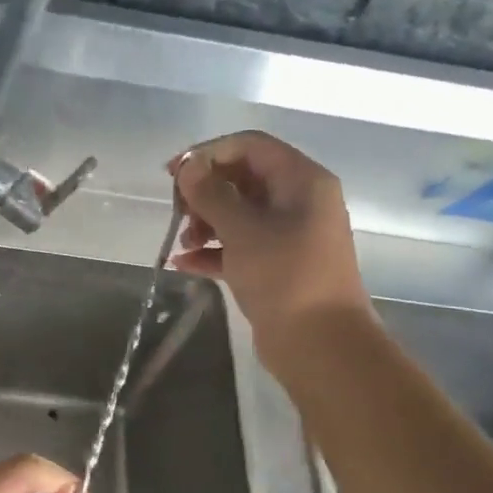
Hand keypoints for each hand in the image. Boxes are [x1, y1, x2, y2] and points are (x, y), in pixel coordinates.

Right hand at [168, 131, 373, 352]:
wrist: (320, 346)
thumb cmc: (285, 277)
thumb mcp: (243, 230)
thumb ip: (211, 194)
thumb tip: (187, 167)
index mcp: (302, 181)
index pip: (250, 146)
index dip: (208, 153)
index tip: (172, 173)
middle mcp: (298, 201)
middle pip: (242, 178)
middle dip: (204, 191)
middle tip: (177, 211)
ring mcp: (288, 235)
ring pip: (238, 213)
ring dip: (205, 222)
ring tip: (184, 242)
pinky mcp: (276, 266)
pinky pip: (238, 245)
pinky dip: (212, 250)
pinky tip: (183, 263)